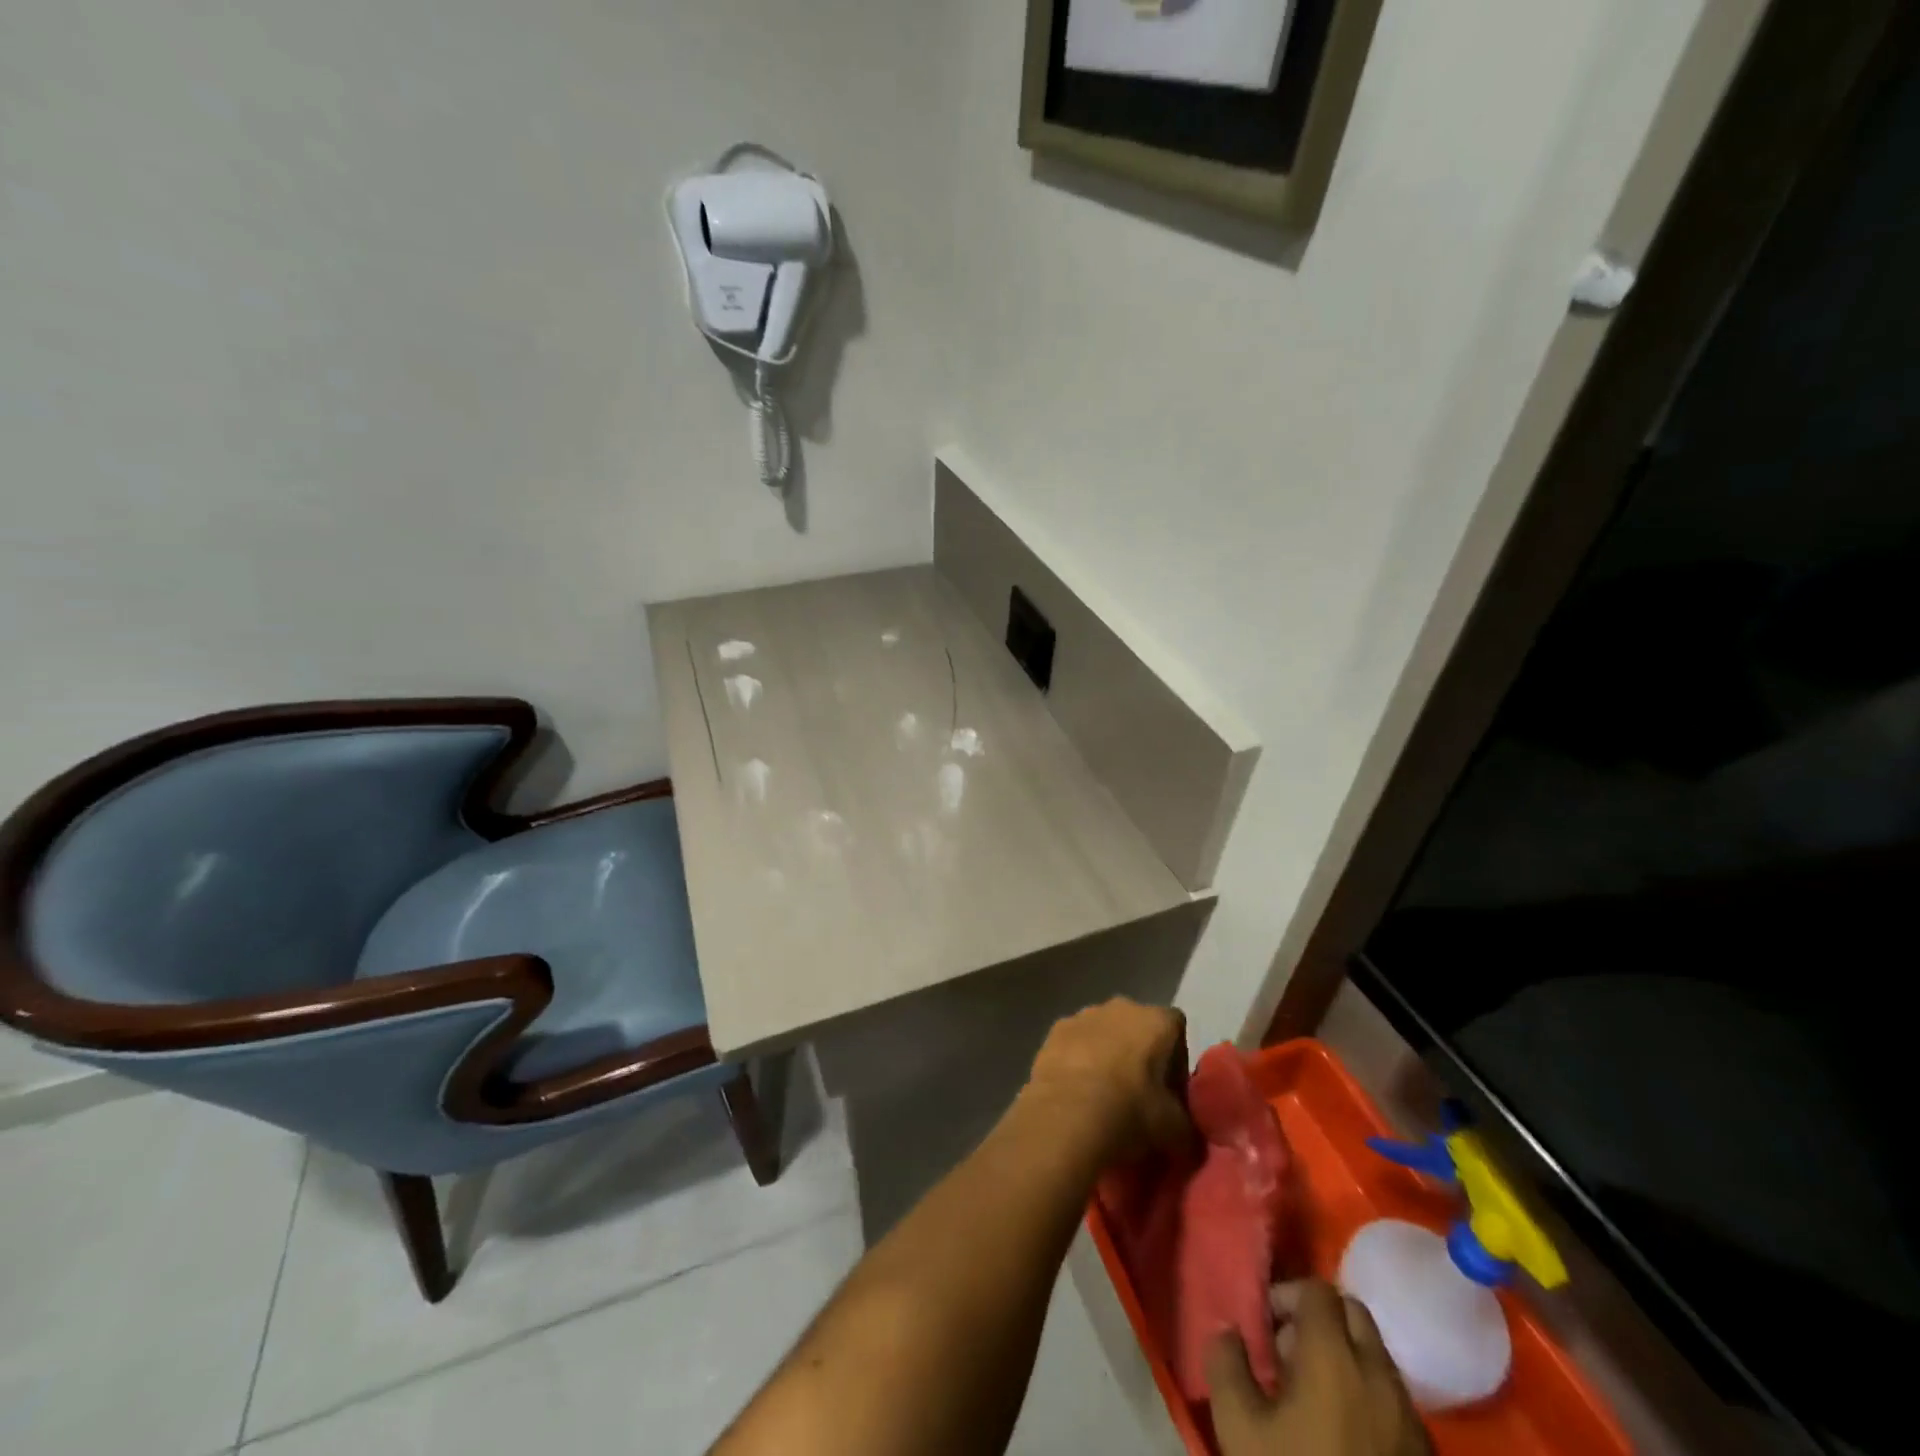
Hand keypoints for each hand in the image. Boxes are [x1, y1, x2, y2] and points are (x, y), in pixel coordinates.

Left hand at [1022, 998, 1190, 1166]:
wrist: (1066, 1115)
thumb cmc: (1130, 1112)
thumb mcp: (1175, 1130)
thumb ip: (1185, 1124)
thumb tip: (1185, 1134)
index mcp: (1155, 1020)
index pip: (1176, 1028)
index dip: (1176, 1058)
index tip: (1171, 1090)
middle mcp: (1120, 1006)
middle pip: (1137, 1025)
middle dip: (1139, 1053)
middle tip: (1139, 1093)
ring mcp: (1083, 1015)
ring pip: (1103, 1032)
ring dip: (1106, 1054)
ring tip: (1103, 1095)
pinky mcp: (1054, 1030)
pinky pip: (1074, 1042)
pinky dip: (1077, 1060)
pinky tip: (1076, 1092)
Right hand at [1207, 1281, 1430, 1455]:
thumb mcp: (1239, 1428)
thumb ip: (1226, 1364)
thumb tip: (1228, 1331)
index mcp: (1334, 1356)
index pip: (1317, 1290)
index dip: (1287, 1296)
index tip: (1265, 1326)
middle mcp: (1379, 1375)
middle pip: (1355, 1315)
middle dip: (1321, 1321)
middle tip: (1290, 1354)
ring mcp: (1411, 1420)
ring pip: (1378, 1359)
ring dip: (1347, 1359)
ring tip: (1316, 1398)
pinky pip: (1396, 1402)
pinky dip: (1370, 1398)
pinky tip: (1347, 1436)